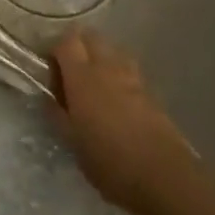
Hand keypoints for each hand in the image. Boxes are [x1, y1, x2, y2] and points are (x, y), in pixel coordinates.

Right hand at [52, 31, 197, 214]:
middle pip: (90, 36)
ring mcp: (132, 77)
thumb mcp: (72, 143)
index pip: (65, 41)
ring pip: (112, 50)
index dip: (54, 50)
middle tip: (70, 74)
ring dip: (100, 58)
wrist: (165, 178)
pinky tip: (117, 100)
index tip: (50, 72)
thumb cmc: (110, 161)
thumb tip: (48, 98)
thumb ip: (57, 114)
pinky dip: (118, 75)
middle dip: (77, 46)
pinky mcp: (151, 92)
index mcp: (82, 76)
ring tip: (95, 85)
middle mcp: (106, 67)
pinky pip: (129, 69)